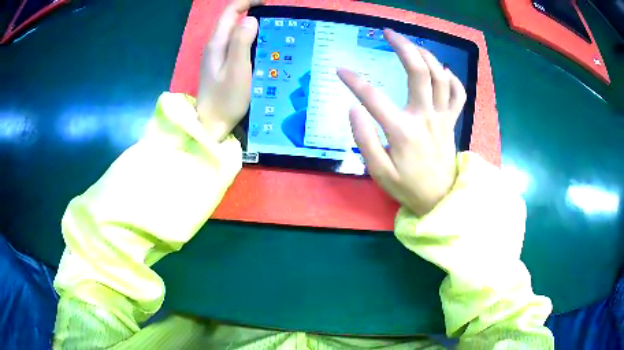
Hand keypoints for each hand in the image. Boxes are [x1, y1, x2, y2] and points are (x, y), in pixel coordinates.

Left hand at [196, 0, 262, 141]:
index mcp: (217, 43)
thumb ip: (241, 42)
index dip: (248, 1)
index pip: (231, 11)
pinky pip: (237, 44)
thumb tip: (250, 19)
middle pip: (233, 19)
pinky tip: (263, 47)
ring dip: (253, 26)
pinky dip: (250, 40)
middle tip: (276, 19)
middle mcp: (215, 45)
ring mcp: (217, 56)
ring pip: (235, 32)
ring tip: (274, 31)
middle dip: (253, 12)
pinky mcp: (222, 65)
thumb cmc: (225, 100)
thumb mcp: (237, 70)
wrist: (211, 125)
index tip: (268, 2)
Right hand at [338, 29, 466, 215]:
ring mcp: (442, 117)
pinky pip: (458, 94)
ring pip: (440, 76)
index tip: (340, 70)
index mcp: (403, 131)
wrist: (440, 199)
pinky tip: (442, 71)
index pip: (373, 97)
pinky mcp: (452, 121)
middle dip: (403, 46)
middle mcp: (425, 117)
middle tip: (388, 33)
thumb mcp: (378, 172)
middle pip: (419, 71)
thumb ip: (364, 139)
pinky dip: (452, 78)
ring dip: (427, 55)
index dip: (353, 80)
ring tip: (412, 45)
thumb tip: (353, 108)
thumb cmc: (407, 187)